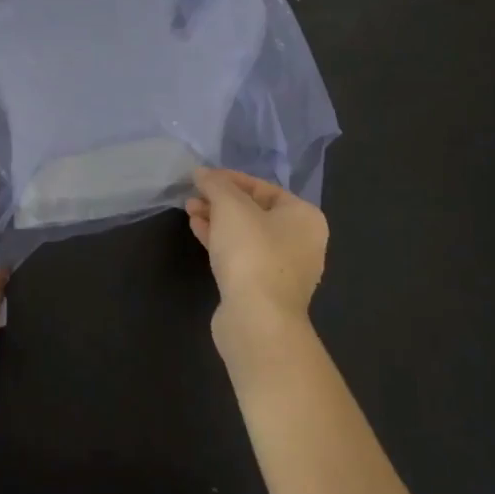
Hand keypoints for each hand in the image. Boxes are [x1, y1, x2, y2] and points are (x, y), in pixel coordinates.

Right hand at [185, 166, 328, 358]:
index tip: (203, 178)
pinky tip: (197, 230)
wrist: (257, 320)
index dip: (230, 179)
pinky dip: (221, 242)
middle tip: (193, 195)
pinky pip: (242, 256)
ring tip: (189, 210)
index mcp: (304, 217)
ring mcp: (284, 269)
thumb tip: (202, 172)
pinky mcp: (264, 291)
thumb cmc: (252, 252)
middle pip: (255, 211)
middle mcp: (301, 241)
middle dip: (221, 201)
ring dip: (217, 220)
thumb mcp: (230, 207)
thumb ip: (216, 184)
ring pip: (246, 235)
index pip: (263, 187)